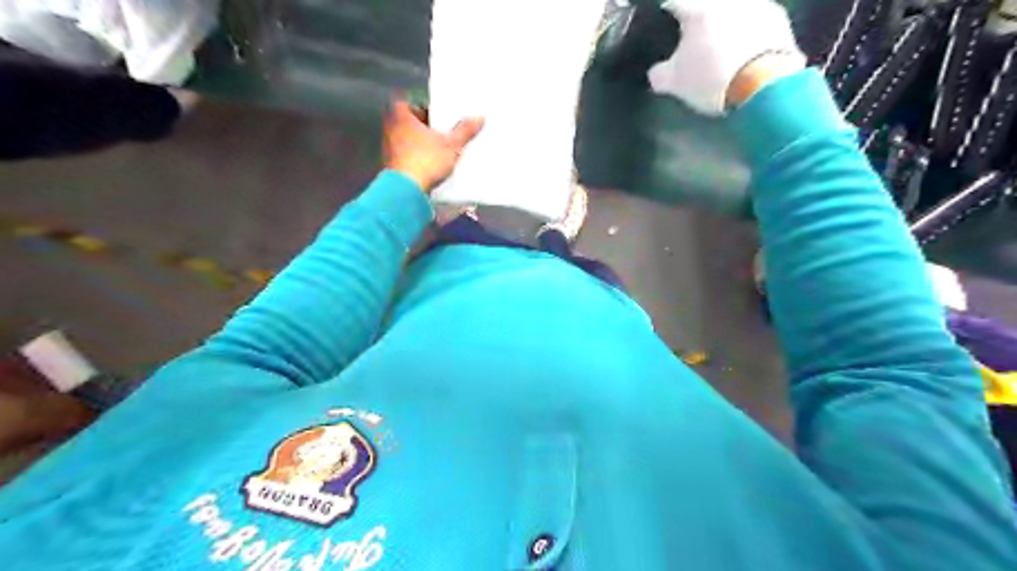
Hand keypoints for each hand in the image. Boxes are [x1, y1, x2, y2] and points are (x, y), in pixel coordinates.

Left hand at [386, 100, 487, 191]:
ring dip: (425, 146)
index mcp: (400, 114)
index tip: (445, 120)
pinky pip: (409, 157)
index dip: (432, 112)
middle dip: (430, 130)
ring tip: (443, 153)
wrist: (406, 190)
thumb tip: (479, 118)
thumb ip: (465, 131)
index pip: (417, 105)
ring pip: (411, 141)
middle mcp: (390, 127)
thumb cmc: (425, 160)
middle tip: (447, 135)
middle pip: (415, 124)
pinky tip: (433, 167)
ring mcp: (388, 147)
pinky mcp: (391, 165)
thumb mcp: (452, 144)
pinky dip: (419, 160)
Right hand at [647, 0, 805, 115]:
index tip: (664, 25)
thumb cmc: (711, 79)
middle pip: (706, 6)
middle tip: (695, 40)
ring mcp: (756, 4)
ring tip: (723, 46)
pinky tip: (744, 51)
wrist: (764, 85)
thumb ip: (659, 74)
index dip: (666, 14)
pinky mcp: (778, 18)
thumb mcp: (674, 84)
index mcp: (698, 10)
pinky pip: (755, 20)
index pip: (674, 3)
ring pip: (732, 10)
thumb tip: (657, 71)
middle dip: (699, 20)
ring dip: (725, 24)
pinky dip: (747, 32)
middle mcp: (727, 1)